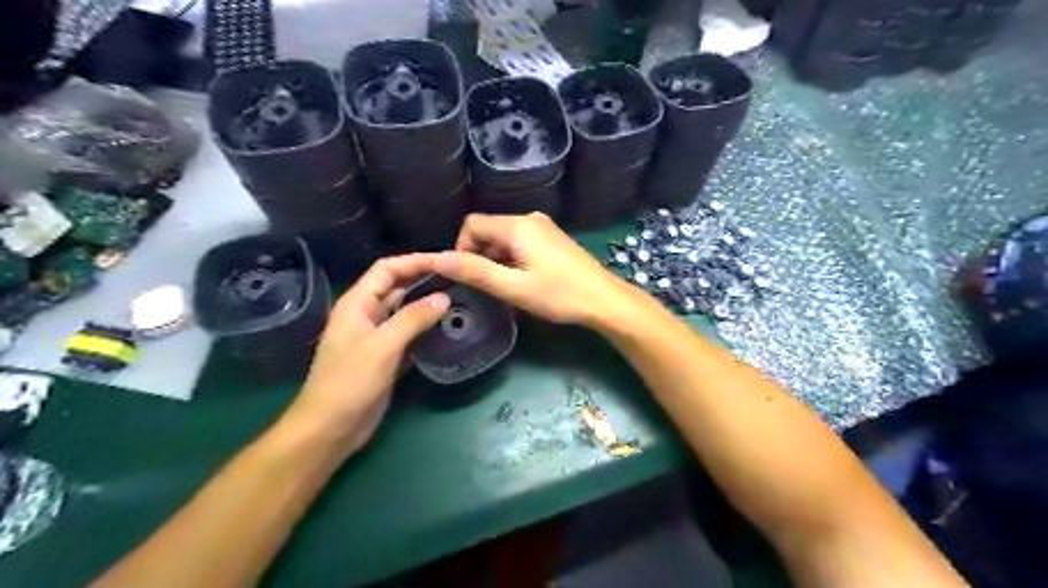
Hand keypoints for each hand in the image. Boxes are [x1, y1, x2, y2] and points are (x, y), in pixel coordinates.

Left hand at [278, 254, 445, 456]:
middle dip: (424, 279)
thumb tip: (444, 297)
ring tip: (458, 299)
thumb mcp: (382, 346)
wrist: (330, 429)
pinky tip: (447, 329)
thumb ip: (413, 319)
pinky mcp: (387, 358)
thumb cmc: (350, 382)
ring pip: (405, 311)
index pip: (387, 269)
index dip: (414, 261)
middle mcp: (367, 315)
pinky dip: (426, 329)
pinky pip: (409, 335)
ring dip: (427, 304)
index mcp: (357, 304)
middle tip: (458, 278)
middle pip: (397, 287)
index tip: (446, 261)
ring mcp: (377, 337)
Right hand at [431, 214, 642, 327]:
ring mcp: (544, 227)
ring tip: (506, 288)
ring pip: (505, 238)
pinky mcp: (553, 239)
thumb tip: (437, 259)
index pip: (472, 224)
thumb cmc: (559, 295)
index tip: (469, 277)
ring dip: (497, 260)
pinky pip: (521, 242)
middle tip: (488, 287)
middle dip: (480, 256)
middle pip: (488, 230)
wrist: (604, 300)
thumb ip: (475, 272)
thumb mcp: (513, 287)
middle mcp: (529, 218)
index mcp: (517, 225)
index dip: (461, 248)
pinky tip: (523, 281)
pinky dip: (512, 259)